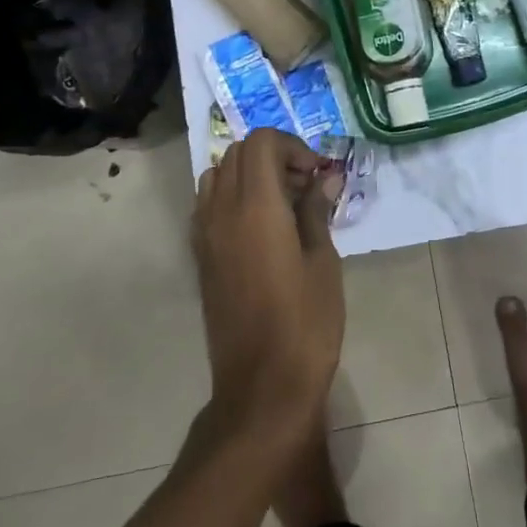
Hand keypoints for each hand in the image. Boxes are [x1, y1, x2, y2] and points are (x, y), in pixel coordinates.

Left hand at [191, 129, 344, 437]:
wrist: (262, 384)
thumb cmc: (305, 320)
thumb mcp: (322, 260)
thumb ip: (317, 210)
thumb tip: (325, 177)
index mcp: (255, 206)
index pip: (261, 142)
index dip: (293, 146)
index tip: (318, 174)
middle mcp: (221, 211)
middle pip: (238, 153)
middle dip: (274, 157)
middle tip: (306, 186)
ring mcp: (204, 235)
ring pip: (218, 176)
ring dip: (250, 175)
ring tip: (283, 204)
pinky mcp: (201, 258)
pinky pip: (209, 205)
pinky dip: (233, 197)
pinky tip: (262, 228)